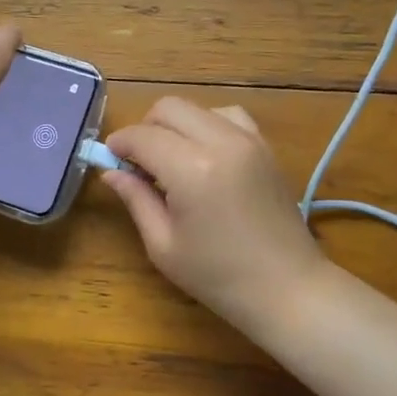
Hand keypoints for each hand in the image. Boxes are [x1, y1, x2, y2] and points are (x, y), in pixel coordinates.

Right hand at [103, 98, 328, 333]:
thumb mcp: (163, 245)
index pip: (142, 136)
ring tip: (172, 160)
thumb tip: (112, 172)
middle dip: (145, 128)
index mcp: (192, 169)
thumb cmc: (218, 276)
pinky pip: (228, 116)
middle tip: (138, 162)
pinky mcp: (265, 146)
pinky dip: (207, 124)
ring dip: (177, 125)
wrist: (287, 287)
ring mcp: (249, 139)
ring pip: (198, 107)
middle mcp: (221, 142)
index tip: (109, 160)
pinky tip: (203, 155)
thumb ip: (136, 199)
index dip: (119, 144)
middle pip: (169, 108)